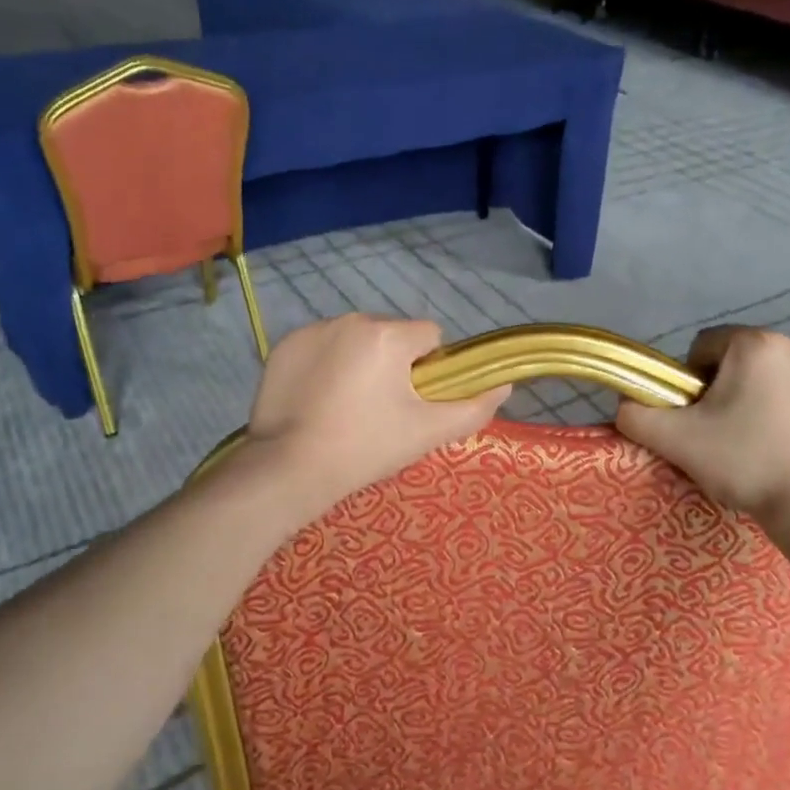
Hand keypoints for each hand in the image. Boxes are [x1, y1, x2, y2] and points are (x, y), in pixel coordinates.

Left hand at [244, 314, 509, 511]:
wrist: (288, 469)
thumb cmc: (365, 448)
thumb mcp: (427, 433)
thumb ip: (473, 408)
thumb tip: (505, 386)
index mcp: (388, 336)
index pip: (429, 337)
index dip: (429, 370)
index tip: (412, 403)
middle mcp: (351, 320)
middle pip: (391, 335)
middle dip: (393, 364)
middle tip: (380, 410)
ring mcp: (312, 330)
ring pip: (355, 339)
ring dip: (360, 362)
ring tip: (346, 406)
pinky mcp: (284, 346)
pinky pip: (321, 346)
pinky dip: (326, 365)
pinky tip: (318, 399)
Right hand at [615, 327, 789, 523]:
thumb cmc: (744, 464)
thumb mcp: (675, 441)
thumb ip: (636, 415)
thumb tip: (626, 404)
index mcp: (753, 345)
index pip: (706, 347)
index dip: (692, 381)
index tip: (698, 417)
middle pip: (745, 360)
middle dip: (732, 389)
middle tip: (728, 434)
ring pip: (783, 376)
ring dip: (768, 398)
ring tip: (765, 443)